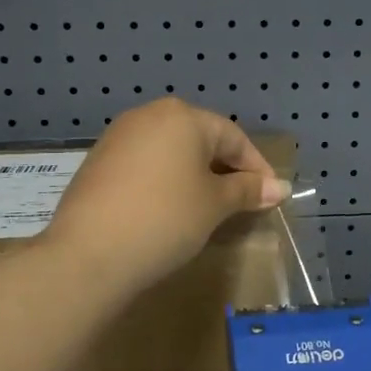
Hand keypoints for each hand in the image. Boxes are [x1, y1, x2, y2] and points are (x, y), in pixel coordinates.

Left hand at [41, 97, 289, 298]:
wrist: (89, 254)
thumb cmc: (165, 220)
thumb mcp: (214, 205)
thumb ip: (247, 191)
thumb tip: (281, 187)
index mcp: (182, 117)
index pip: (233, 137)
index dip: (257, 167)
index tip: (271, 196)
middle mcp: (148, 116)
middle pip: (200, 139)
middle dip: (226, 169)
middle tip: (243, 202)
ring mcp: (118, 137)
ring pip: (171, 152)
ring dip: (195, 176)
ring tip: (209, 208)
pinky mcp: (98, 162)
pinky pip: (146, 165)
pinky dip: (166, 182)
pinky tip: (169, 210)